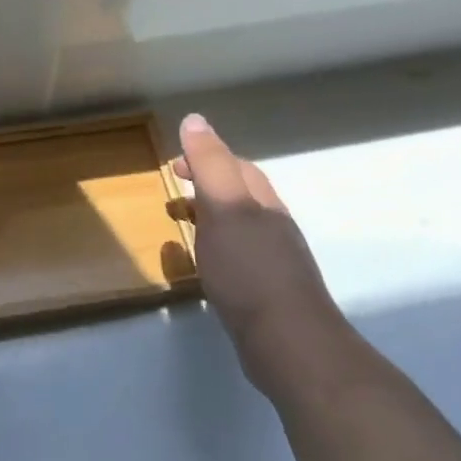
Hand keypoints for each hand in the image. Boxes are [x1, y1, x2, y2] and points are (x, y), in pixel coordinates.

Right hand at [172, 114, 350, 382]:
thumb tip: (195, 119)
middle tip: (173, 193)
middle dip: (207, 186)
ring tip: (182, 225)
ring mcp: (272, 260)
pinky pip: (236, 256)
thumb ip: (210, 165)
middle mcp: (271, 225)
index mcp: (262, 201)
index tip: (173, 165)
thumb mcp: (225, 208)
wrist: (287, 341)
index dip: (204, 157)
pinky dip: (215, 248)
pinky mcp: (265, 291)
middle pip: (239, 194)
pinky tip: (205, 266)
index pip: (234, 166)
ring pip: (238, 226)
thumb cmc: (250, 270)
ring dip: (209, 218)